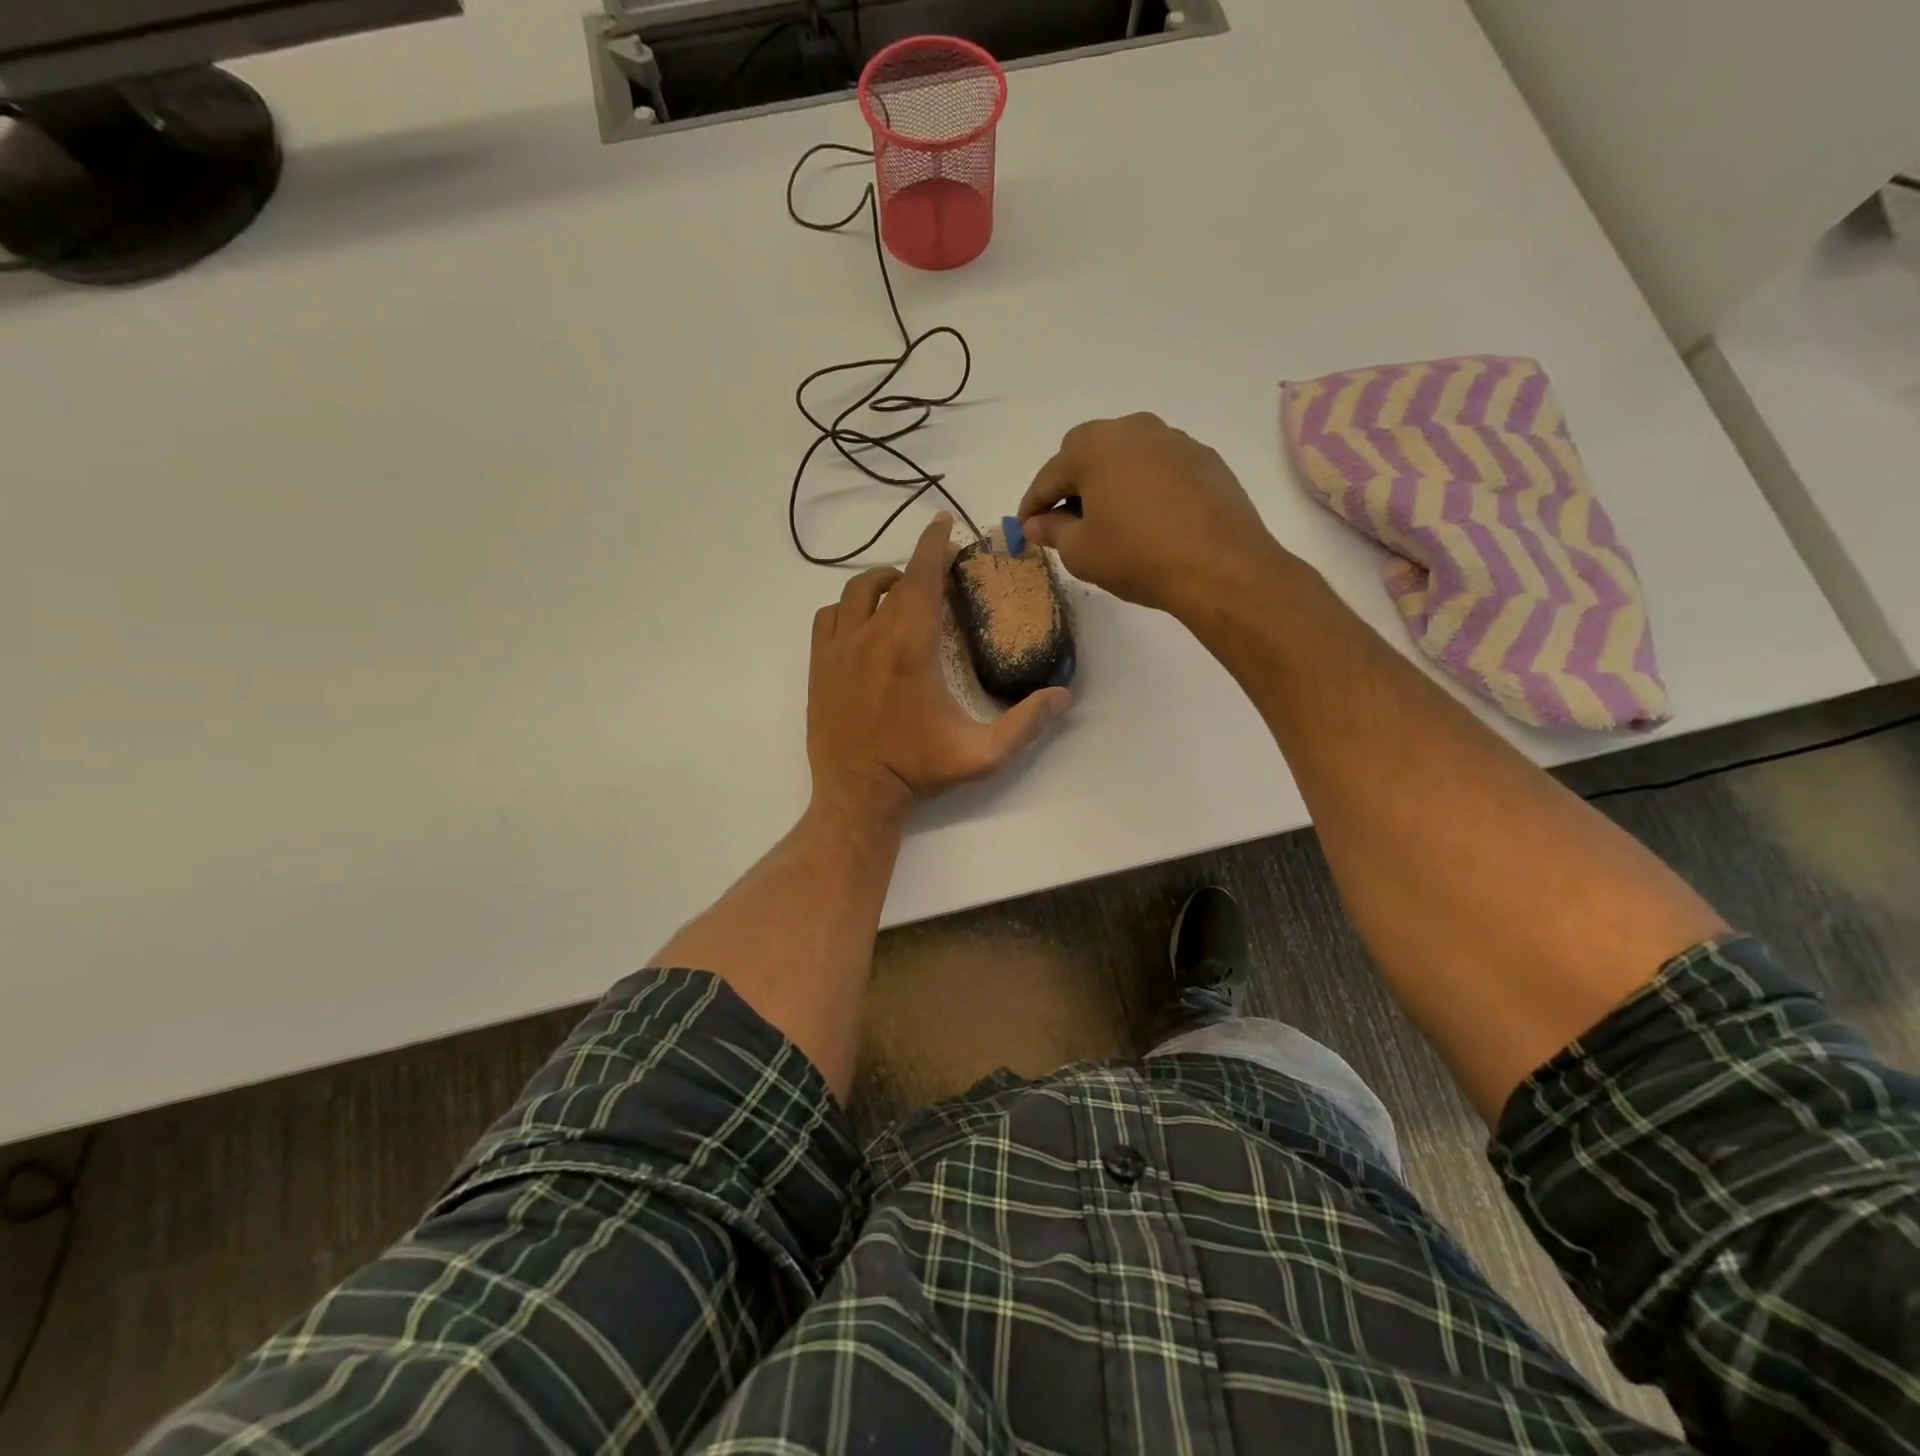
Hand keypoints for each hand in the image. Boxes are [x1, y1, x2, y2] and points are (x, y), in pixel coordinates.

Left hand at [807, 514, 1071, 819]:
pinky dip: (847, 607)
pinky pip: (828, 616)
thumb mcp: (981, 754)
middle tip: (938, 571)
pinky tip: (862, 621)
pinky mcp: (818, 664)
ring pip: (856, 592)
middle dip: (918, 565)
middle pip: (894, 581)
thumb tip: (1062, 695)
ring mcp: (839, 649)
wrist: (857, 794)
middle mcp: (871, 637)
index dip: (934, 544)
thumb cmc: (919, 770)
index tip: (943, 522)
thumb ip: (1025, 724)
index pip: (923, 578)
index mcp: (911, 648)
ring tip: (900, 590)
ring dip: (882, 583)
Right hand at [1019, 413, 1294, 619]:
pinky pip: (1159, 467)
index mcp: (1095, 446)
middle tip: (1065, 521)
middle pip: (1088, 452)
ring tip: (1109, 519)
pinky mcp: (1204, 459)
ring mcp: (1174, 440)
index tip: (1025, 528)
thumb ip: (1053, 531)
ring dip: (1110, 481)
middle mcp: (1134, 429)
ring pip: (1127, 455)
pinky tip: (1148, 519)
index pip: (1050, 475)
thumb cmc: (1138, 557)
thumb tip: (1037, 524)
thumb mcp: (1081, 552)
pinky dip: (1144, 486)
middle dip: (1071, 484)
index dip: (1033, 504)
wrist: (1220, 567)